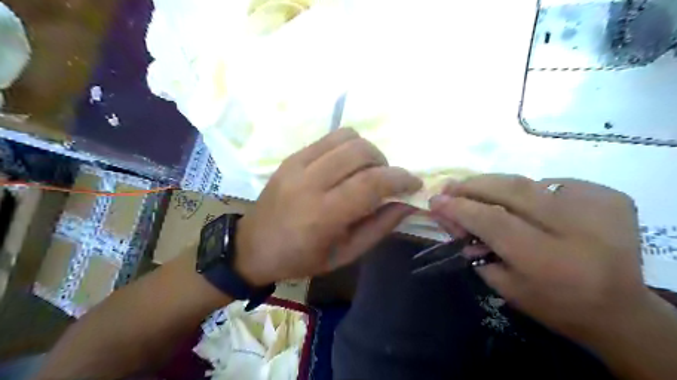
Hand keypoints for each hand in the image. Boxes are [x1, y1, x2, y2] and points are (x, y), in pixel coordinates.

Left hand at [236, 128, 420, 284]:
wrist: (253, 247)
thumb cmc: (301, 259)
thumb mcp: (345, 255)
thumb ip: (378, 227)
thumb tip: (407, 204)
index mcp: (323, 215)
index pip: (371, 183)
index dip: (400, 179)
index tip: (414, 184)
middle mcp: (309, 183)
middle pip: (361, 152)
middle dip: (384, 163)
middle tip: (385, 181)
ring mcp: (297, 165)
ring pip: (346, 137)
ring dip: (367, 151)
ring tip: (366, 171)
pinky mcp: (291, 157)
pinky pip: (328, 138)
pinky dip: (347, 146)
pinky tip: (345, 165)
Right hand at [427, 173, 643, 340]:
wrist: (620, 310)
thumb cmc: (554, 305)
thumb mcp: (504, 286)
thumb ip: (472, 247)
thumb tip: (447, 214)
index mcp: (548, 261)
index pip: (492, 220)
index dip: (459, 207)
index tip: (435, 201)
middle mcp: (576, 228)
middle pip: (511, 189)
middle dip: (473, 185)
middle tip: (450, 187)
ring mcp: (598, 206)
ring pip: (528, 182)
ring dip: (495, 185)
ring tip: (476, 191)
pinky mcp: (609, 196)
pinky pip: (551, 184)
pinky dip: (529, 191)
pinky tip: (523, 205)